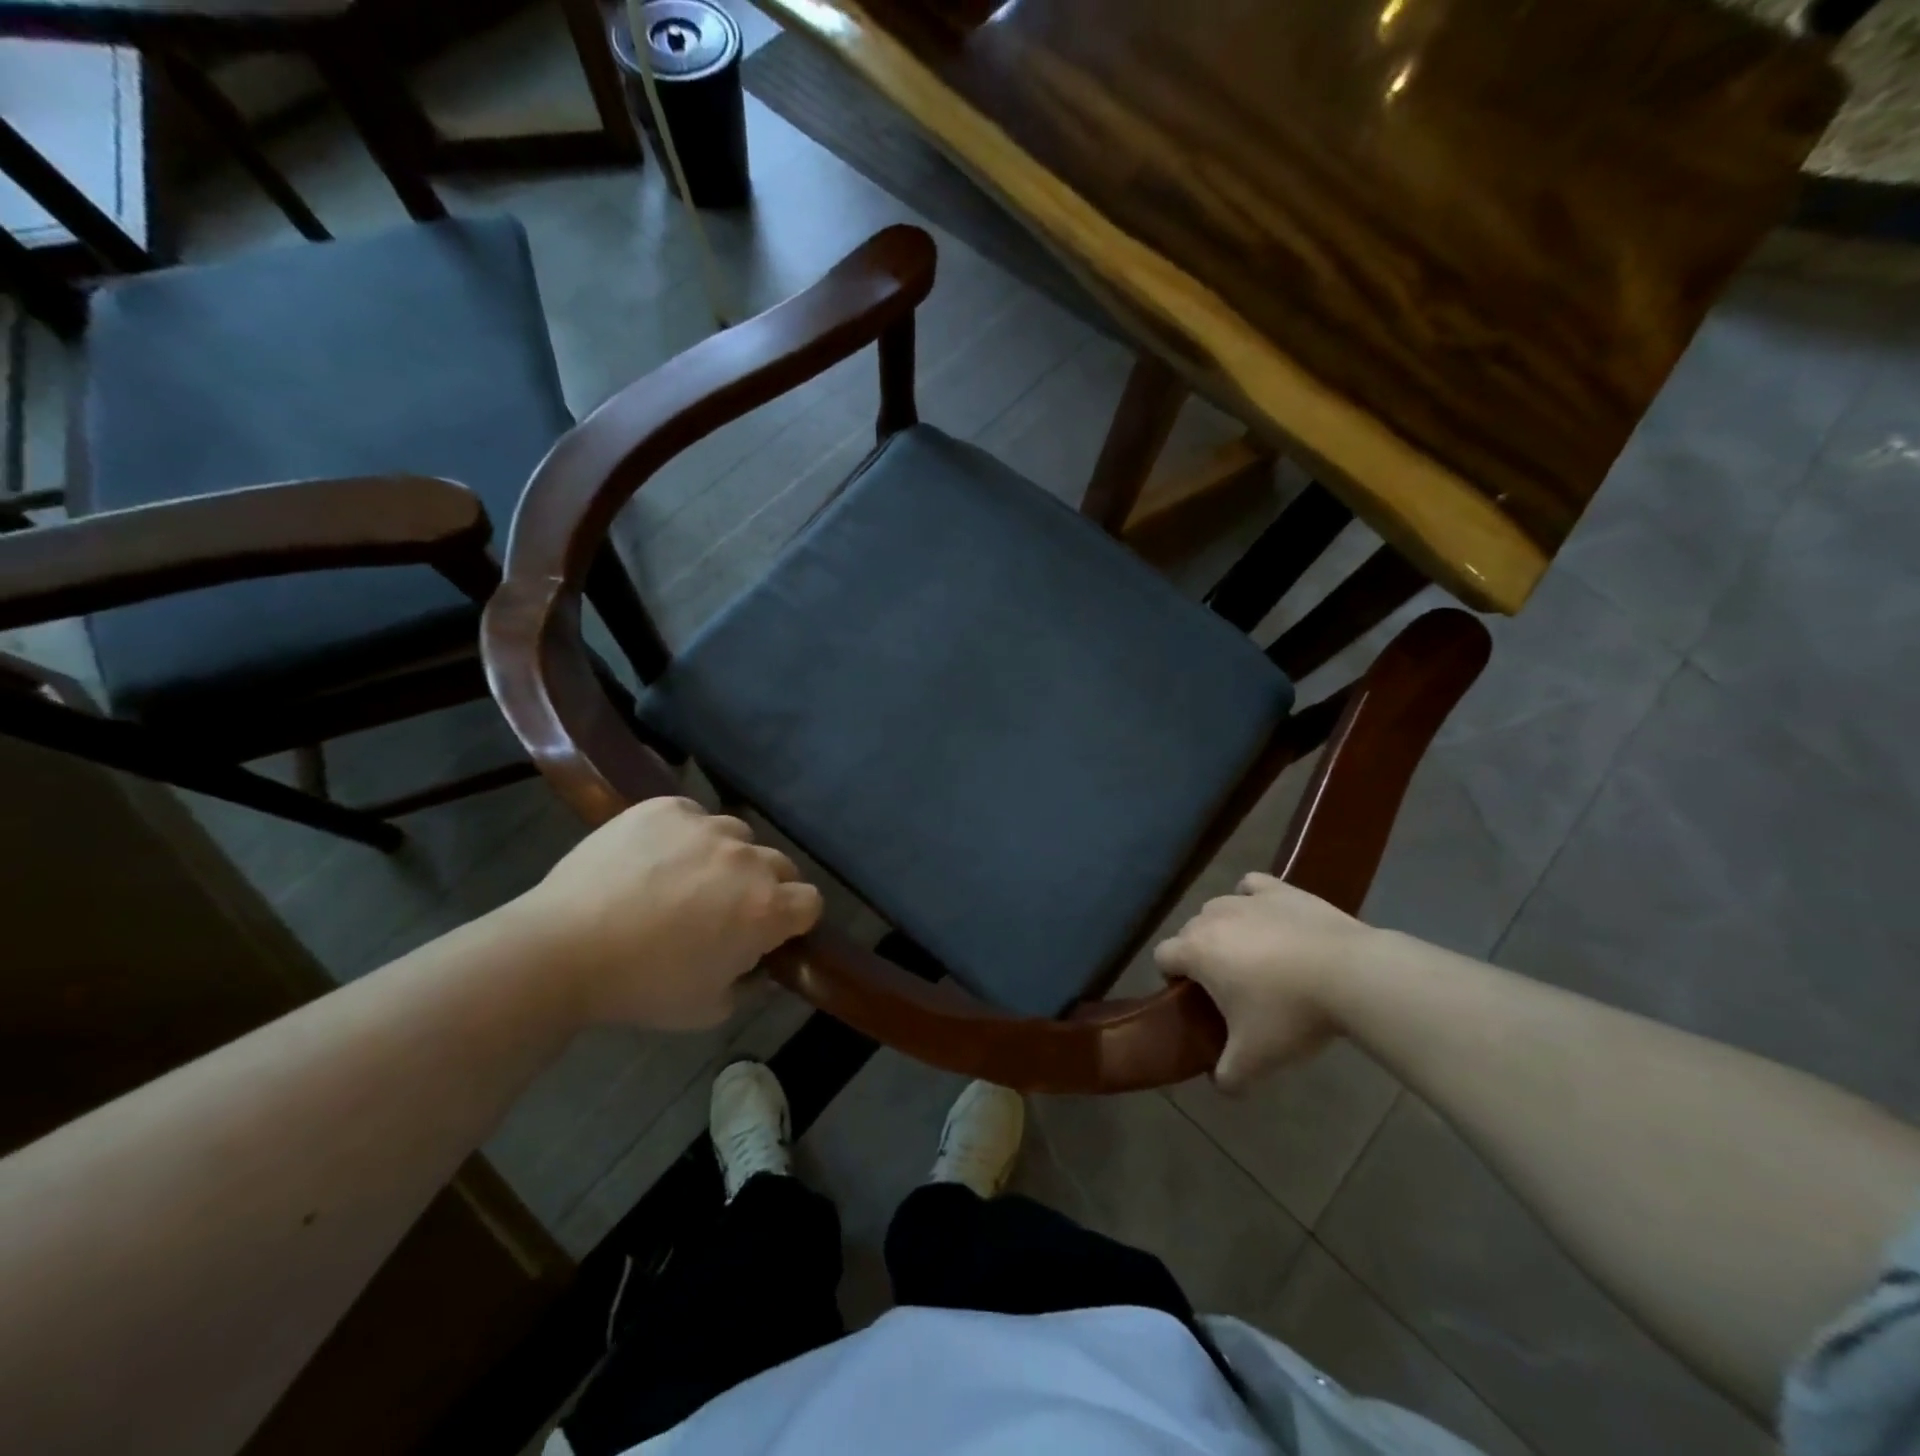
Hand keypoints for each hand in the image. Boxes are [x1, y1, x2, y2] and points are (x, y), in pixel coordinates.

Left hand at [509, 797, 822, 1030]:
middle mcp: (747, 859)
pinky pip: (693, 816)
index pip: (811, 902)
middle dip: (764, 886)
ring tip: (684, 880)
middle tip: (724, 910)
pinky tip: (654, 858)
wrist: (561, 948)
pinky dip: (685, 835)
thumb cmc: (642, 987)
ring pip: (737, 837)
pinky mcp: (666, 807)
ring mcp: (706, 826)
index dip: (794, 920)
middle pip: (780, 865)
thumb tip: (758, 964)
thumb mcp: (709, 1008)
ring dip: (725, 858)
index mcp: (766, 908)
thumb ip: (749, 984)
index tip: (768, 934)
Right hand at [1154, 873, 1375, 1092]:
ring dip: (1225, 929)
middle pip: (1190, 932)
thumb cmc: (1290, 1013)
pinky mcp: (1281, 890)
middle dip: (1200, 955)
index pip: (1162, 956)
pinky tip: (1266, 918)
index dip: (1172, 978)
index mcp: (1196, 951)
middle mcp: (1213, 918)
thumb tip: (1219, 1085)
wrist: (1350, 974)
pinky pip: (1252, 887)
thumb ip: (1228, 1076)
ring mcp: (1247, 900)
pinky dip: (1252, 900)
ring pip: (1218, 909)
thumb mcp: (1256, 1058)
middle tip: (1230, 987)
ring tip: (1254, 957)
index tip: (1196, 1000)